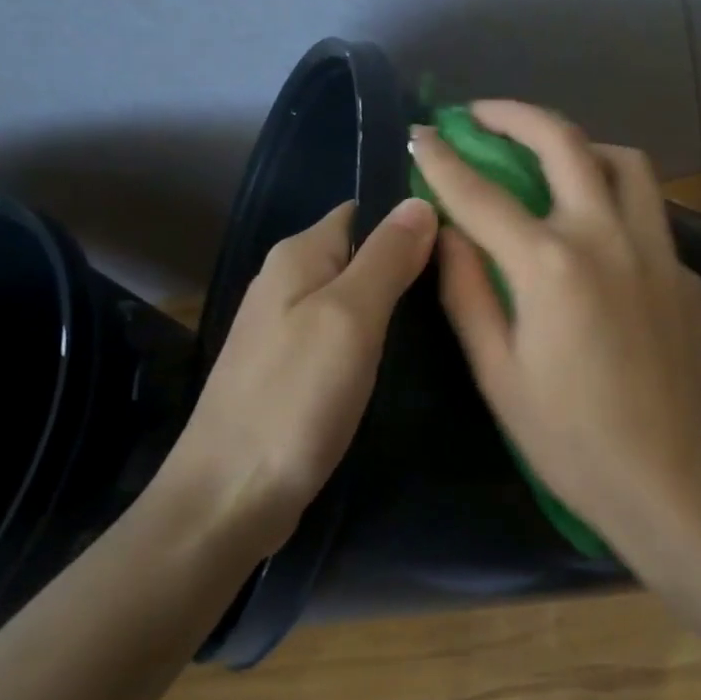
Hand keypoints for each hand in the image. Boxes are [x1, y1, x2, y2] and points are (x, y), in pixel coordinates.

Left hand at [146, 197, 437, 555]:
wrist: (230, 498)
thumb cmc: (294, 398)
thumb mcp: (350, 317)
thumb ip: (387, 257)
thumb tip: (420, 201)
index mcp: (298, 255)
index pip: (365, 210)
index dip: (411, 217)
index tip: (466, 235)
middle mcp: (288, 281)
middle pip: (363, 252)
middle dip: (412, 262)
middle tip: (471, 279)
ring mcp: (289, 328)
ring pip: (358, 295)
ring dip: (399, 302)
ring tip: (455, 311)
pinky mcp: (295, 369)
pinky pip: (346, 333)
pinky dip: (379, 336)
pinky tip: (412, 353)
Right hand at [409, 101, 700, 557]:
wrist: (671, 478)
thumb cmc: (570, 439)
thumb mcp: (498, 373)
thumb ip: (468, 293)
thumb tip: (447, 234)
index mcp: (551, 266)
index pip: (483, 194)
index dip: (444, 159)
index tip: (421, 133)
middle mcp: (608, 239)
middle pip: (564, 143)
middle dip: (516, 116)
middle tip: (483, 113)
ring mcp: (658, 250)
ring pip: (625, 162)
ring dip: (580, 145)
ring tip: (550, 156)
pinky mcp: (686, 271)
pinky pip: (649, 213)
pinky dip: (615, 200)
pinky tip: (598, 232)